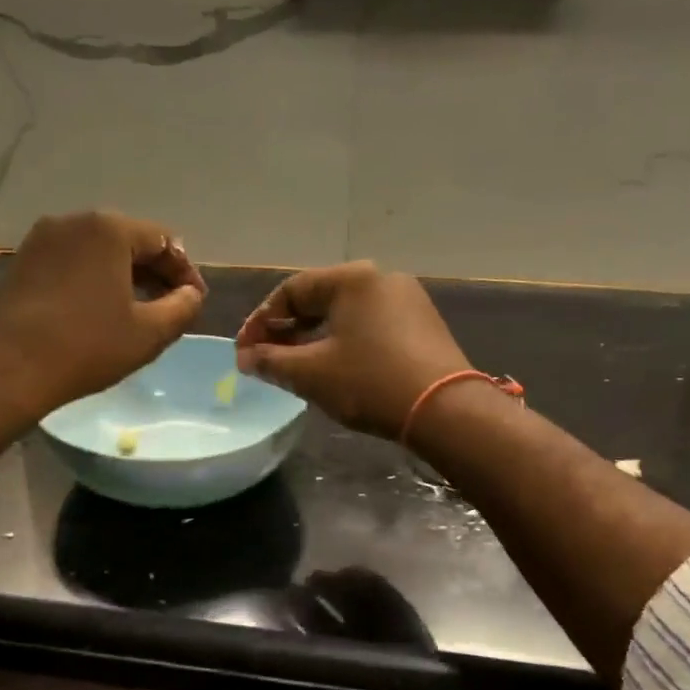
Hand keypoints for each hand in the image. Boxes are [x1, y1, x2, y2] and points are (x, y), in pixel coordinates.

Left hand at [0, 211, 206, 423]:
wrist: (3, 370)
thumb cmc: (85, 348)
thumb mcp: (149, 333)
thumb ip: (182, 307)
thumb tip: (191, 294)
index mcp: (109, 229)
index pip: (163, 240)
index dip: (185, 271)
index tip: (196, 301)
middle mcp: (73, 222)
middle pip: (128, 240)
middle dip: (154, 271)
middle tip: (171, 305)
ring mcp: (41, 240)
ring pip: (97, 252)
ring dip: (123, 276)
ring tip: (138, 311)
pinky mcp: (21, 263)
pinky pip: (70, 263)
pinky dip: (93, 280)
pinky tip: (99, 311)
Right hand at [235, 262, 469, 438]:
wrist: (446, 411)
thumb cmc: (370, 383)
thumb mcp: (310, 373)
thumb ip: (270, 361)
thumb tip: (244, 357)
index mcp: (352, 278)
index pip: (291, 290)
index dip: (261, 321)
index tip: (243, 351)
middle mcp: (381, 278)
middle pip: (319, 298)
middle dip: (287, 329)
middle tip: (265, 358)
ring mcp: (407, 299)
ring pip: (346, 313)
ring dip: (314, 336)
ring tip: (295, 365)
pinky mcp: (423, 324)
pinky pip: (370, 324)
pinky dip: (344, 341)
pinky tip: (335, 366)